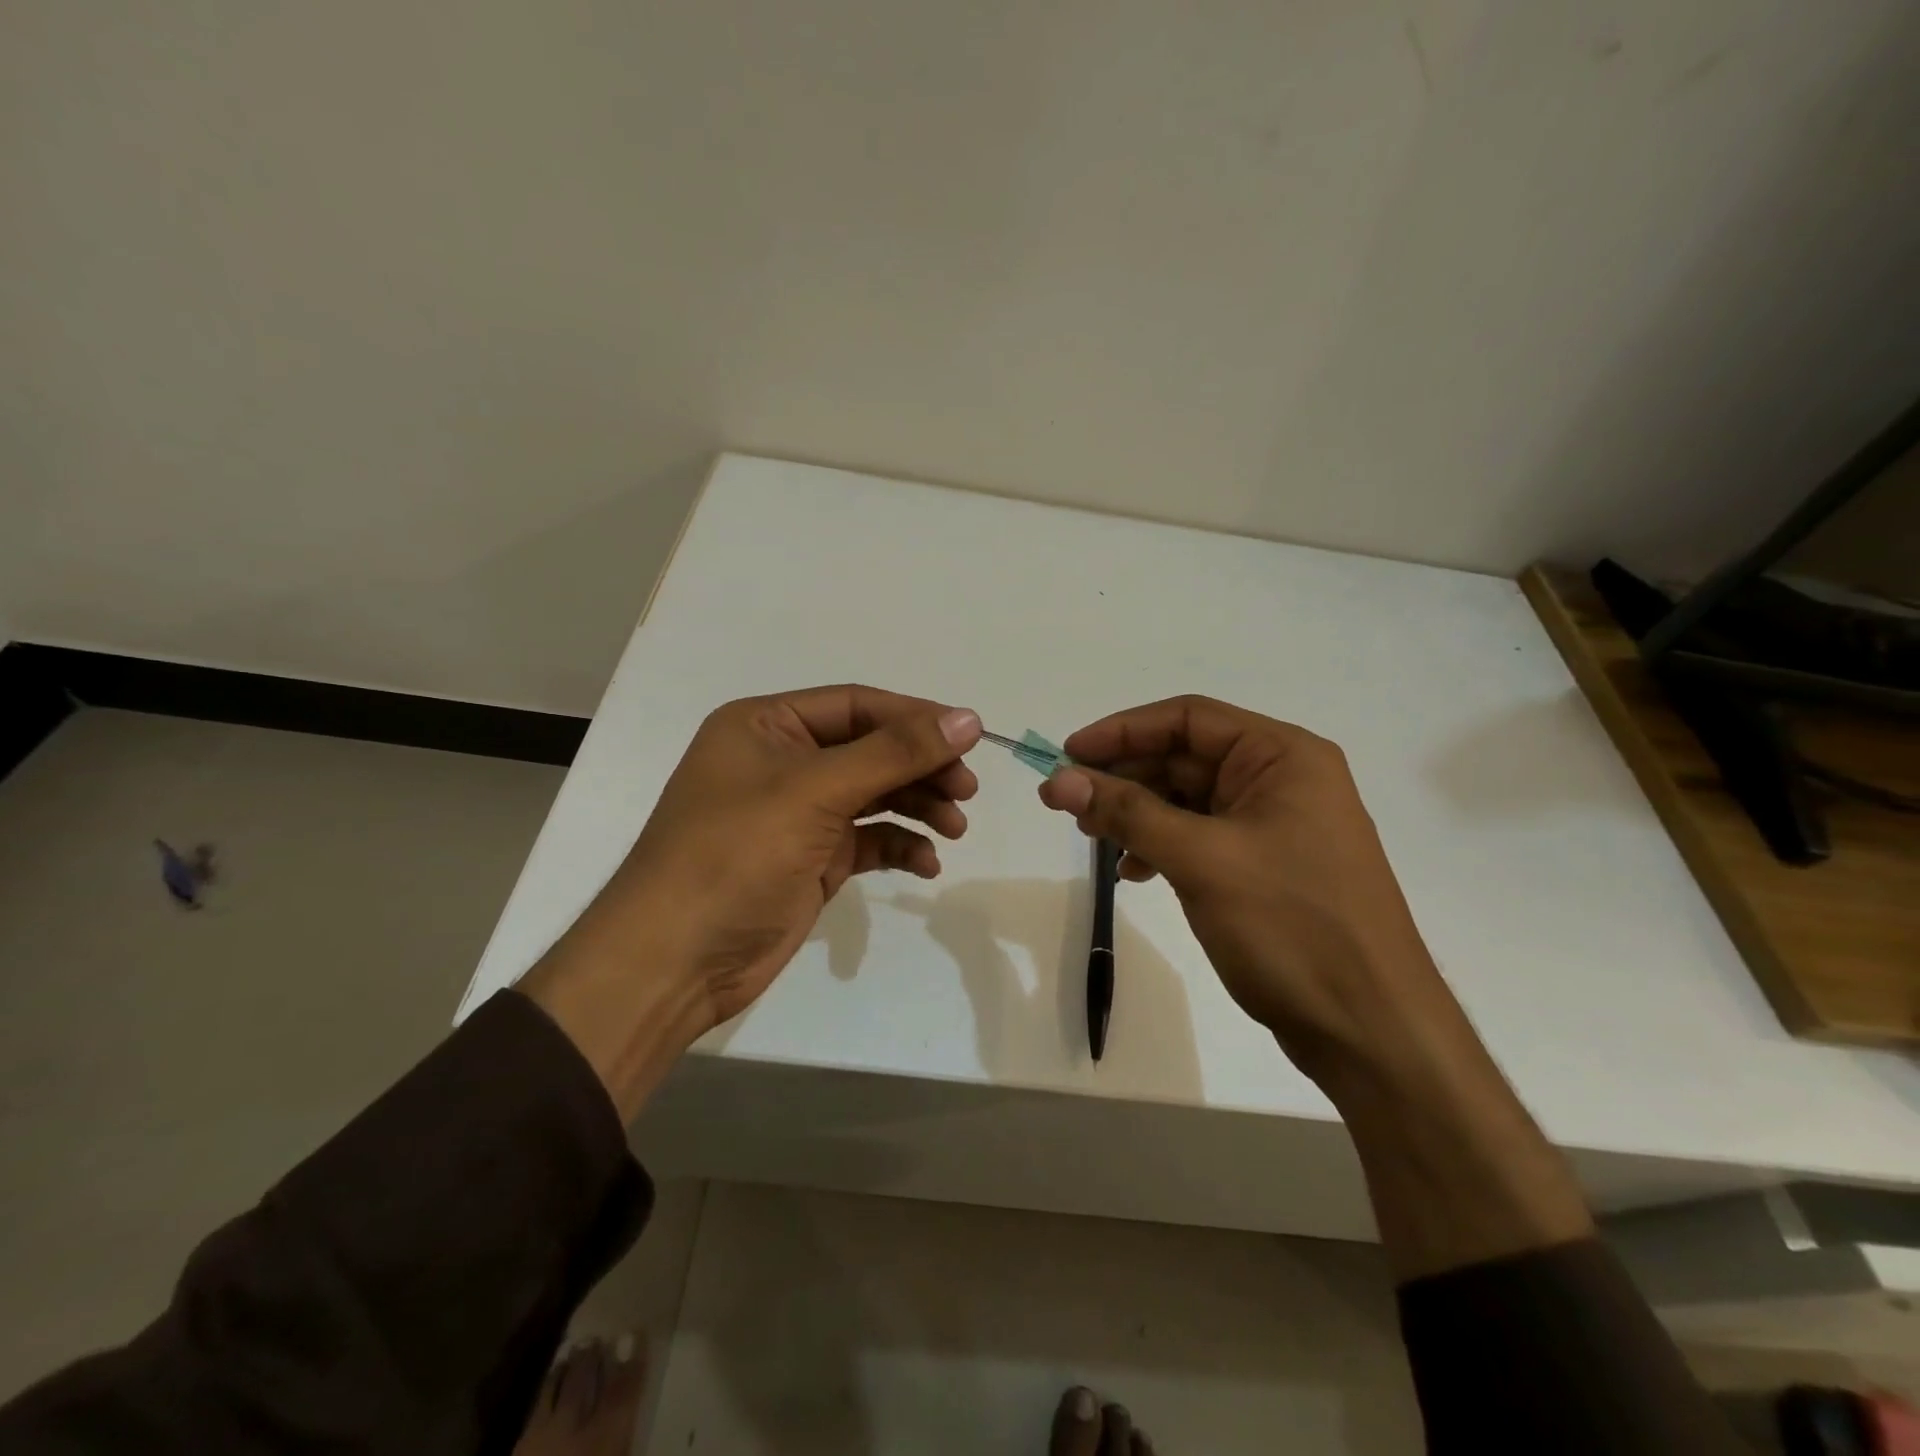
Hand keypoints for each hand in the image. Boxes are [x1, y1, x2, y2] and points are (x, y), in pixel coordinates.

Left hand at [524, 686, 980, 1116]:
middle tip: (967, 790)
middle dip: (921, 767)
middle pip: (870, 749)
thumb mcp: (815, 792)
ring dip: (917, 806)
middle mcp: (782, 761)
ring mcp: (797, 813)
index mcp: (767, 725)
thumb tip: (967, 718)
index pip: (857, 705)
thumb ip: (894, 753)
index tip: (970, 737)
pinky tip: (926, 862)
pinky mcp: (811, 859)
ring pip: (874, 794)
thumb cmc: (735, 856)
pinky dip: (899, 845)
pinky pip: (868, 839)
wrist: (675, 963)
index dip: (915, 718)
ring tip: (956, 827)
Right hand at [1044, 695, 1596, 1279]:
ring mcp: (1274, 825)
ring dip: (1136, 813)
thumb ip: (1127, 813)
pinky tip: (1132, 871)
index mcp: (1282, 756)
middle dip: (1123, 777)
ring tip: (1092, 837)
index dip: (1122, 730)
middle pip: (1184, 757)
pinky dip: (1160, 846)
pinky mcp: (1265, 866)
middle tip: (1066, 800)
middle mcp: (1281, 780)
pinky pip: (1199, 837)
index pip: (1188, 719)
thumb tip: (1058, 779)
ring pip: (1187, 800)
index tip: (1068, 753)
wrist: (1369, 1029)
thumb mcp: (1201, 860)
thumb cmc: (1292, 926)